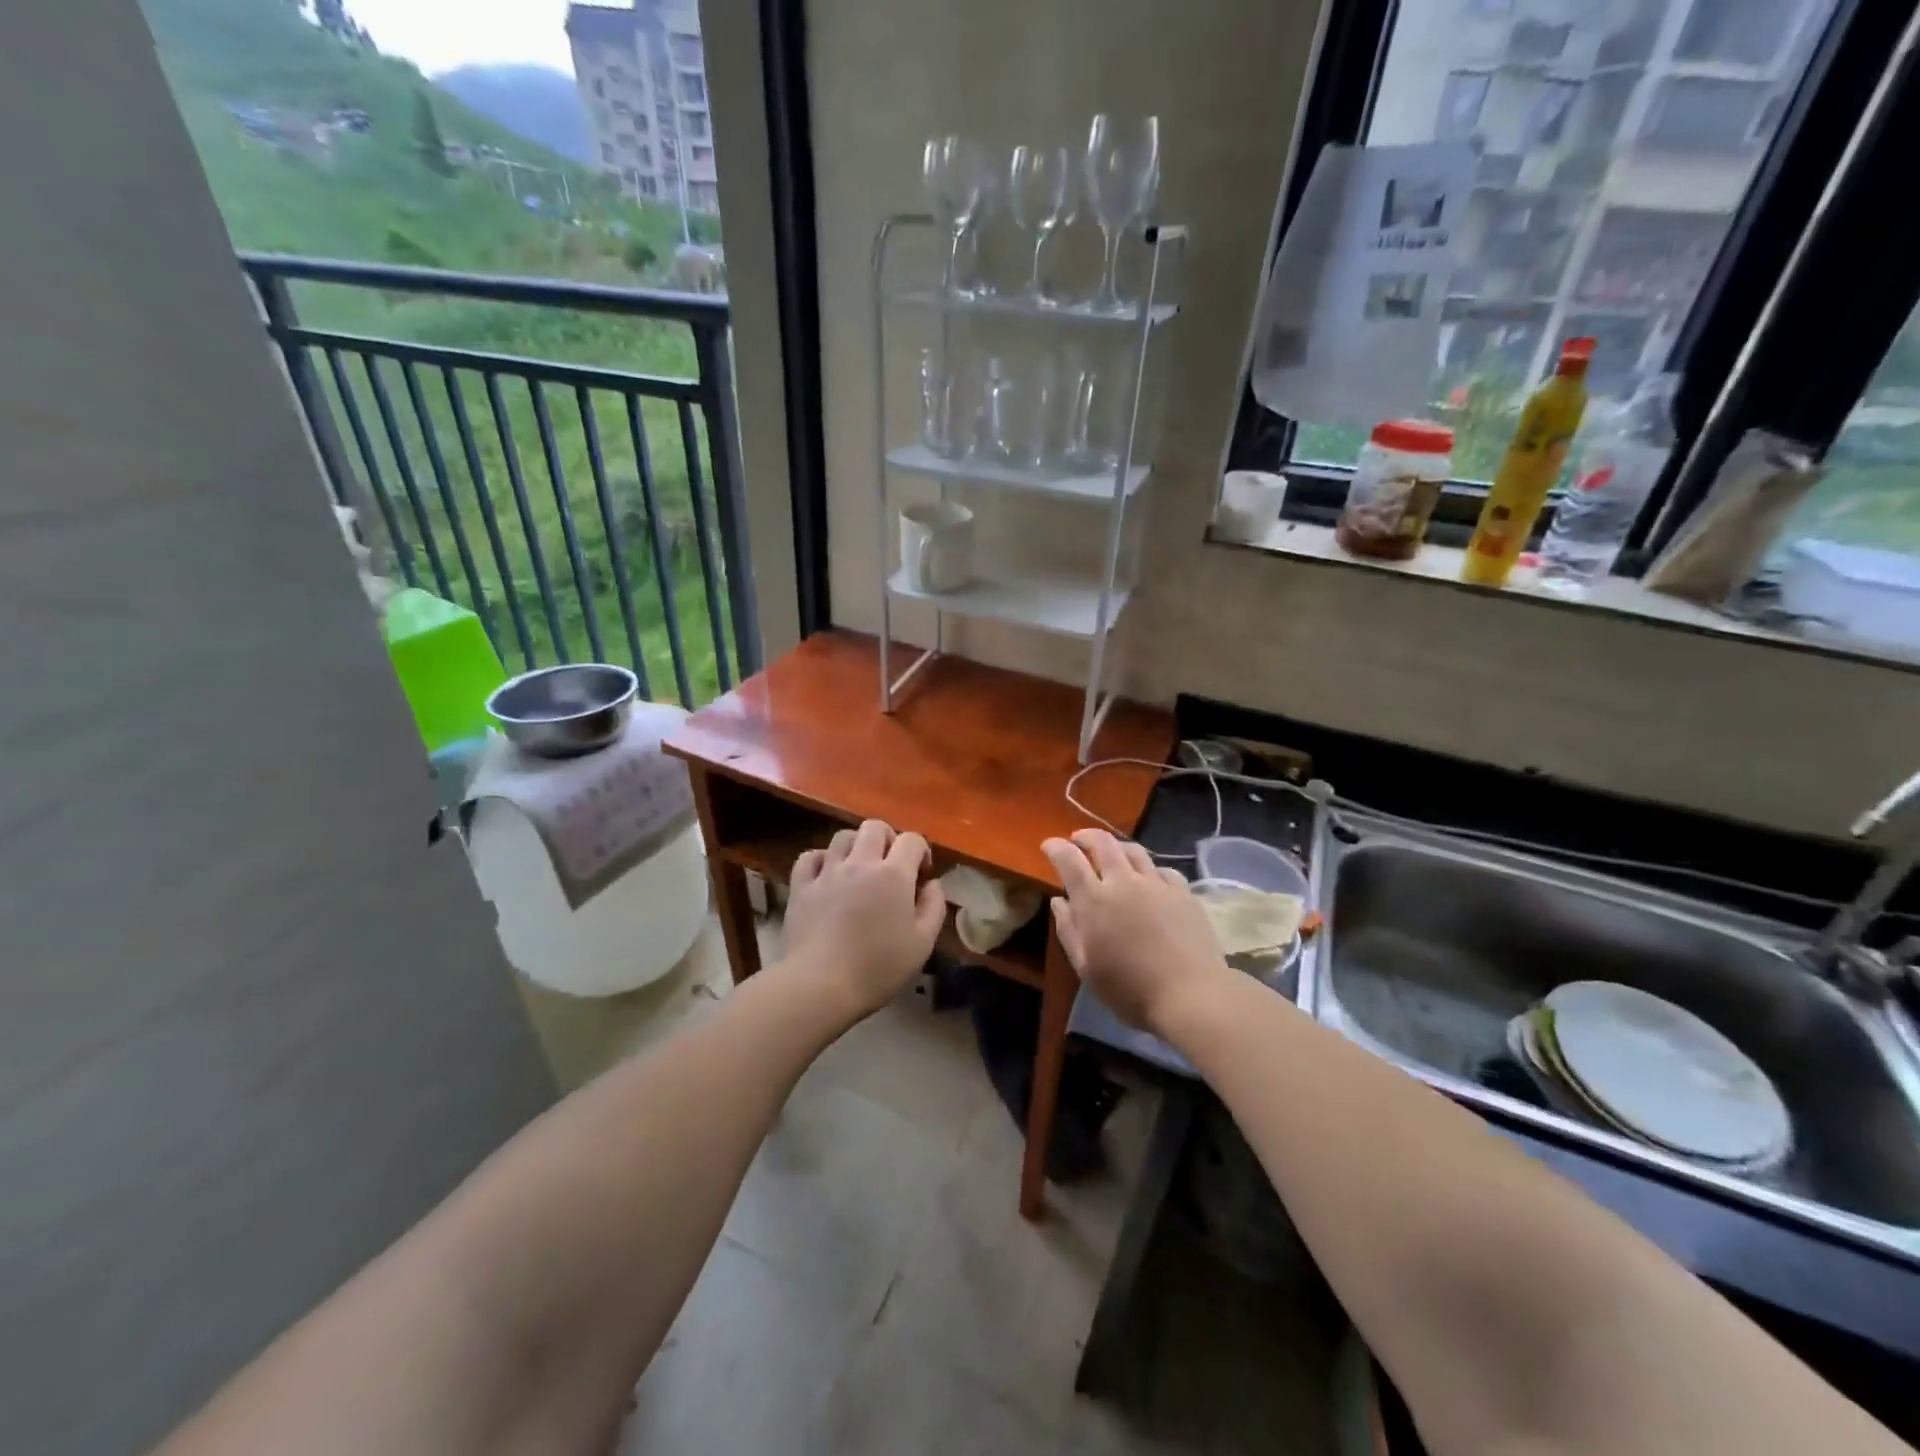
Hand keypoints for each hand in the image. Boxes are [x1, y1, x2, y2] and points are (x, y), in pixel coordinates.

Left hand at [784, 819, 944, 1015]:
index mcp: (894, 874)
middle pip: (875, 827)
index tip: (922, 875)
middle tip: (891, 865)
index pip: (912, 840)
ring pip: (843, 836)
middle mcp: (861, 863)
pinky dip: (822, 859)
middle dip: (889, 839)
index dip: (921, 851)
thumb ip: (933, 907)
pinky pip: (810, 857)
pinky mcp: (801, 886)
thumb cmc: (878, 967)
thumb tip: (932, 883)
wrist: (821, 984)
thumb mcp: (922, 943)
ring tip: (860, 868)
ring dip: (857, 846)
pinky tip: (827, 875)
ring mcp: (828, 872)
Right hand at [1042, 829, 1233, 1035]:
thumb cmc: (1129, 990)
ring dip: (1117, 847)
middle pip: (1103, 843)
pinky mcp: (1183, 893)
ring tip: (1112, 853)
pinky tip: (1150, 879)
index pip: (1069, 860)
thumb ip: (1068, 930)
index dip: (1056, 847)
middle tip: (1078, 840)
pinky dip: (1149, 869)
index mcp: (1094, 901)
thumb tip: (1059, 901)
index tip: (1049, 845)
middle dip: (1086, 836)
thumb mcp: (1086, 967)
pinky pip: (1163, 869)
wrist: (1191, 995)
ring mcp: (1157, 884)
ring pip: (1134, 851)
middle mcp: (1124, 882)